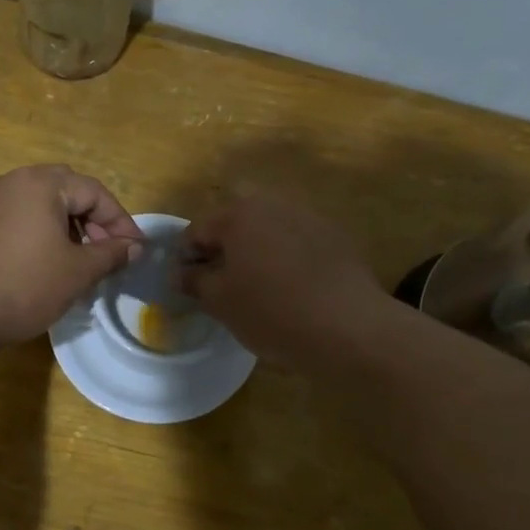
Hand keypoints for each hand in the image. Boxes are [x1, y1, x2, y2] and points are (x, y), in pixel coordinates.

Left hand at [0, 165, 143, 345]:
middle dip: (93, 219)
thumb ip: (111, 254)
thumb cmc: (25, 285)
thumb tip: (134, 246)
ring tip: (78, 259)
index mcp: (42, 183)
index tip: (135, 249)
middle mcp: (14, 181)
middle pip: (67, 190)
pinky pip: (19, 216)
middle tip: (107, 249)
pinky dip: (40, 232)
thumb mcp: (78, 272)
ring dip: (67, 225)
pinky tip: (44, 262)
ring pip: (41, 203)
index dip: (121, 220)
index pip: (94, 192)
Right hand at [180, 188, 388, 367]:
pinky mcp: (336, 234)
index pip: (198, 228)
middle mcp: (273, 203)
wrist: (349, 327)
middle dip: (225, 237)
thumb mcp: (221, 302)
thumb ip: (195, 281)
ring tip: (259, 280)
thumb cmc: (272, 312)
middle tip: (224, 274)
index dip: (186, 256)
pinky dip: (288, 252)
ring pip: (271, 221)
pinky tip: (293, 284)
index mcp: (238, 214)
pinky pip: (299, 236)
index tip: (188, 284)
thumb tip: (180, 272)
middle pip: (237, 212)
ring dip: (258, 242)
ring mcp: (309, 215)